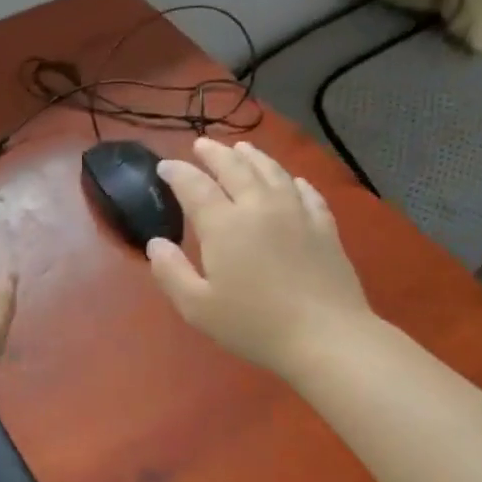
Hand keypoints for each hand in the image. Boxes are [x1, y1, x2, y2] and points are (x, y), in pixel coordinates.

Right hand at [147, 138, 374, 377]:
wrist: (325, 336)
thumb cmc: (253, 324)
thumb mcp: (197, 307)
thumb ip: (170, 272)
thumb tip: (156, 243)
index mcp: (224, 224)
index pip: (194, 186)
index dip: (177, 172)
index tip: (165, 167)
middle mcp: (259, 206)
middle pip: (234, 167)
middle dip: (214, 153)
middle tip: (201, 145)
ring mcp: (296, 213)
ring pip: (272, 171)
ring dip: (253, 156)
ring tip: (242, 148)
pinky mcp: (324, 226)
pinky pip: (307, 192)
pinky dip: (293, 180)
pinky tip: (292, 180)